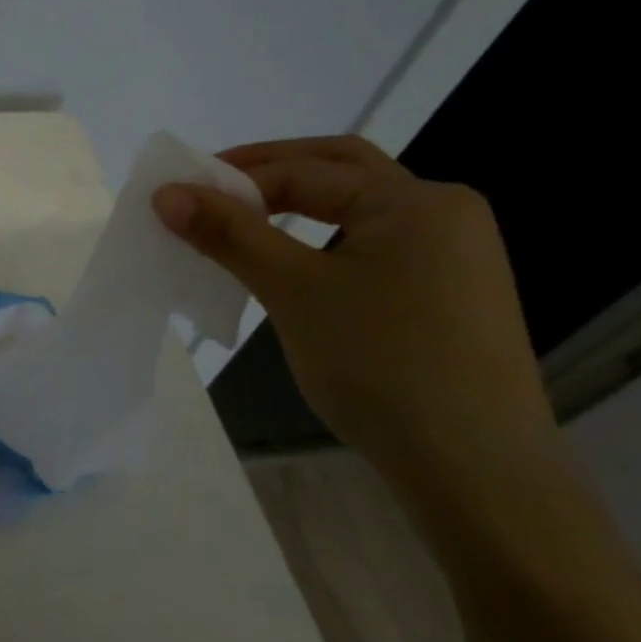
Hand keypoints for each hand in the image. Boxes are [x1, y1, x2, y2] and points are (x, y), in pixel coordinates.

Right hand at [153, 135, 557, 484]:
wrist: (475, 471)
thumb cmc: (381, 364)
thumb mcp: (293, 290)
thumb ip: (230, 234)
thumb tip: (165, 193)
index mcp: (415, 201)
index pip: (304, 172)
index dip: (233, 182)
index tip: (176, 200)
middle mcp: (443, 213)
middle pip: (341, 170)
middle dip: (271, 172)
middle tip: (210, 186)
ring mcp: (452, 256)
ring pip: (355, 211)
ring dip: (297, 206)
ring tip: (240, 222)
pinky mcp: (447, 295)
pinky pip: (370, 246)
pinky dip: (321, 240)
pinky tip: (290, 265)